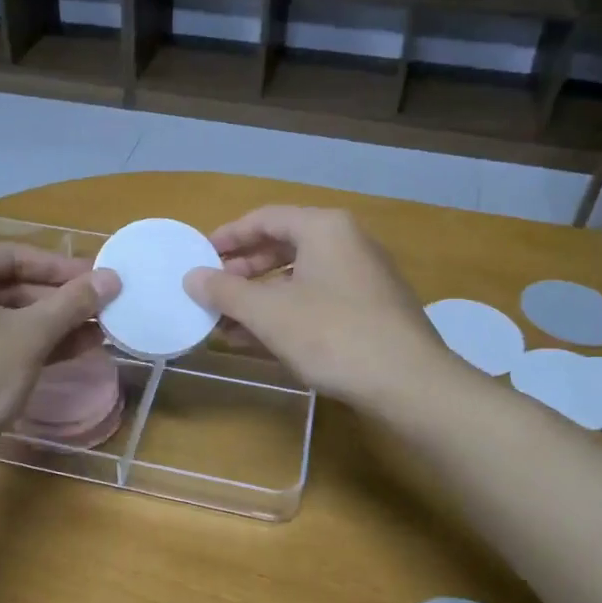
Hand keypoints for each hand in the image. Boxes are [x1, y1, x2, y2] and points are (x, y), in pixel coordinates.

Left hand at [0, 243, 118, 455]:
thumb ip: (73, 303)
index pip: (16, 256)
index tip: (99, 280)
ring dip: (49, 323)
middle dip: (58, 300)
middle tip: (101, 309)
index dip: (62, 268)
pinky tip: (69, 352)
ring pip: (3, 315)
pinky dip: (26, 342)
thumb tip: (112, 277)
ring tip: (97, 333)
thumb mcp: (31, 336)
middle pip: (9, 285)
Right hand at [184, 206, 447, 416]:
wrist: (409, 383)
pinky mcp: (371, 310)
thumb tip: (191, 277)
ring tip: (225, 324)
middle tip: (212, 292)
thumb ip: (225, 291)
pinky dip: (285, 314)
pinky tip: (259, 341)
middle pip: (282, 247)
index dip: (228, 236)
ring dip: (259, 299)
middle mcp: (347, 243)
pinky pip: (316, 301)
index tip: (200, 256)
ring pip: (298, 279)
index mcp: (325, 228)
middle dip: (242, 272)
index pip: (265, 218)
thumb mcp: (269, 312)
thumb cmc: (332, 334)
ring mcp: (362, 278)